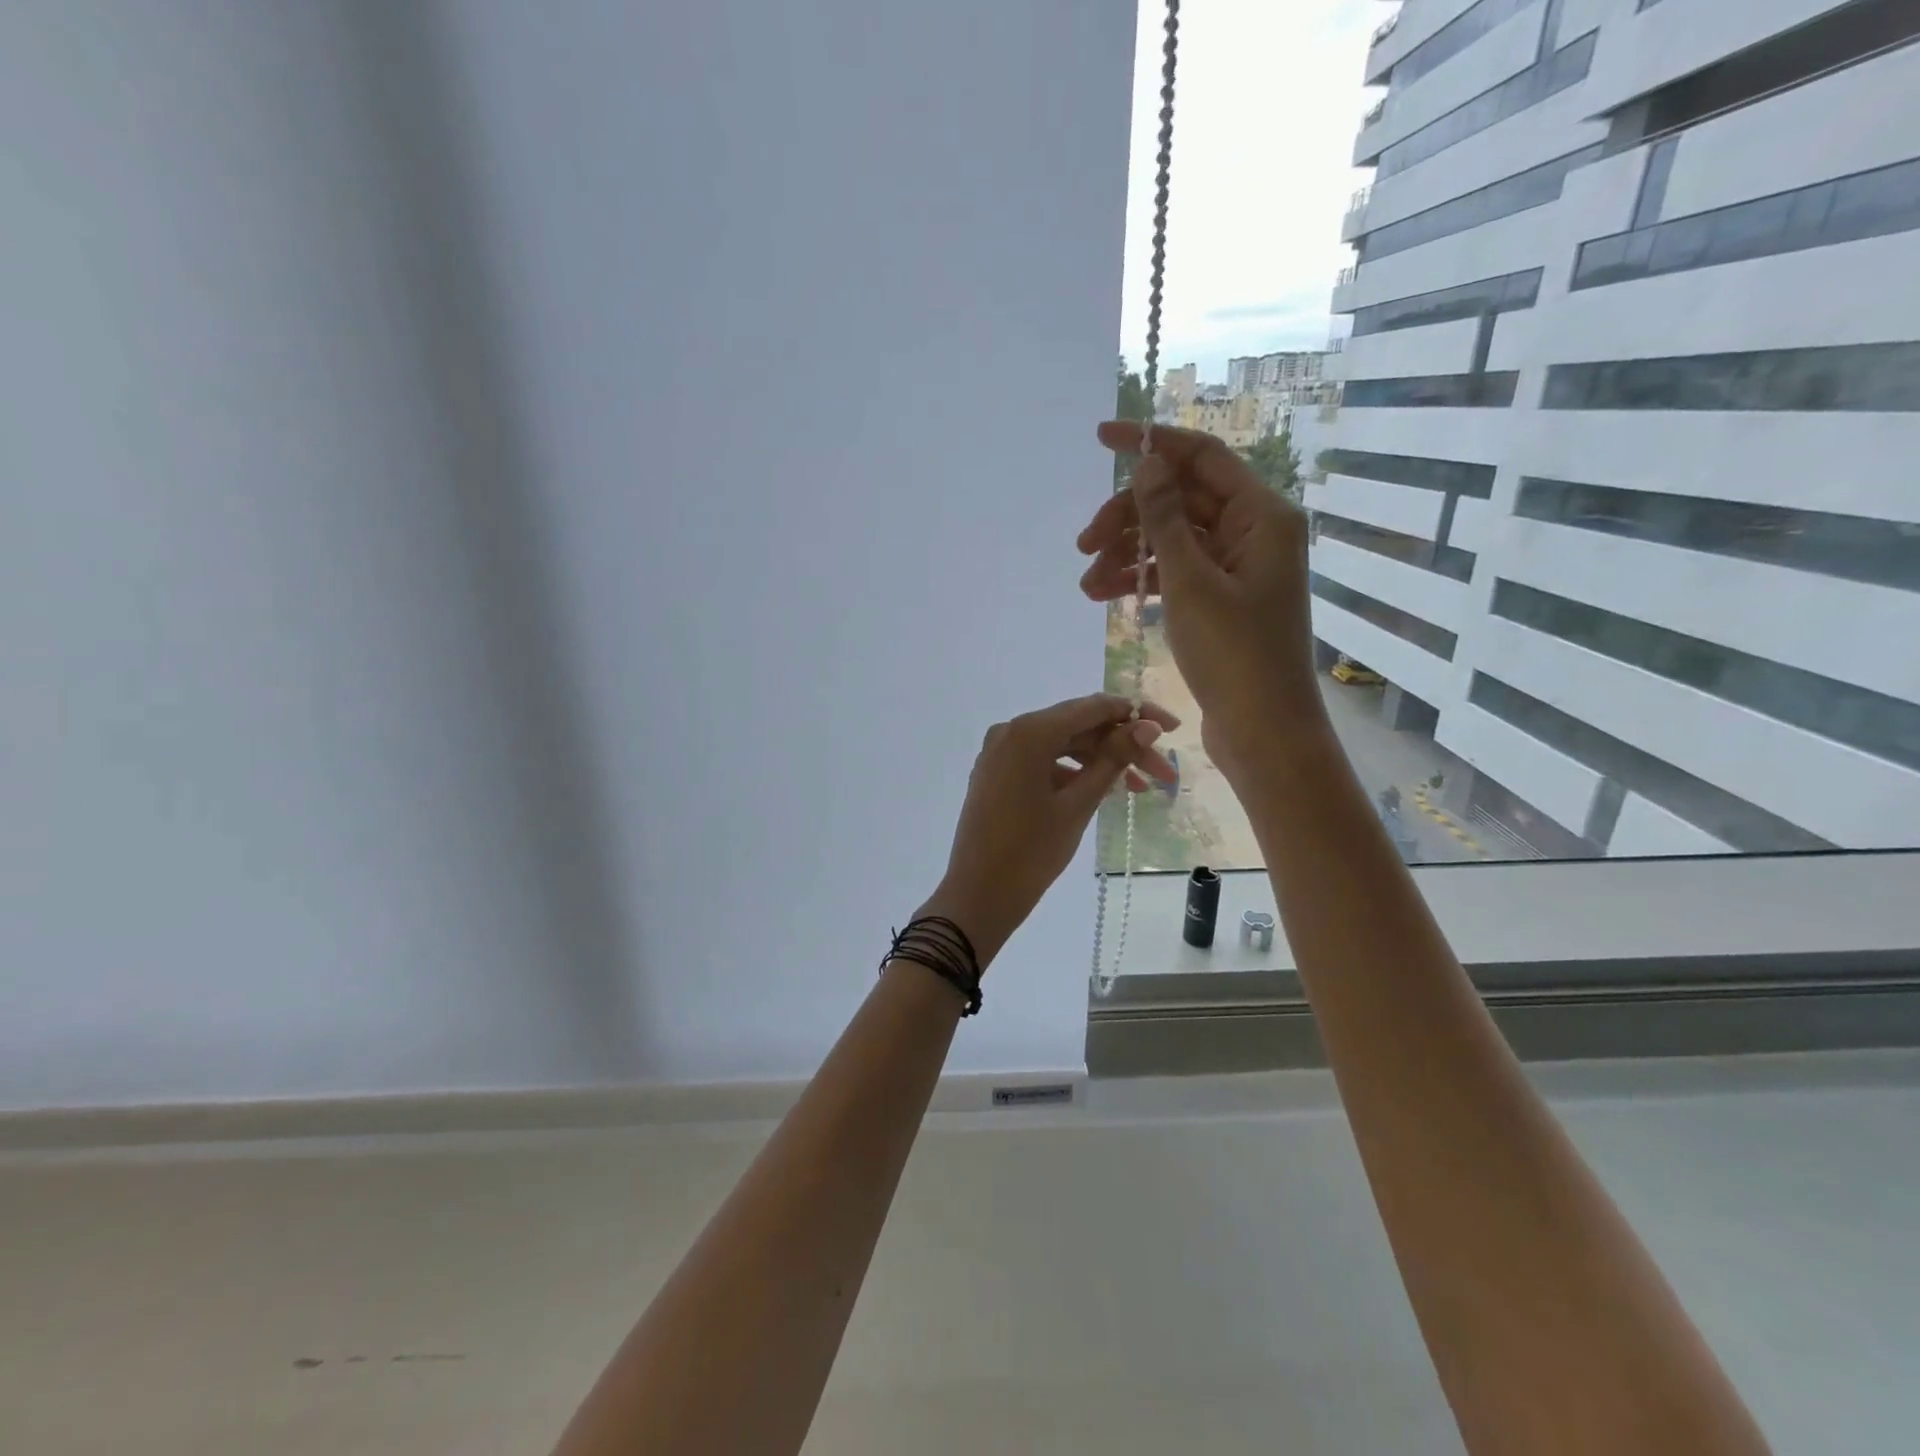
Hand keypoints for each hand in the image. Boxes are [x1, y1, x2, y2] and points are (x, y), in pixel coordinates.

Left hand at [922, 693, 1178, 966]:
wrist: (978, 894)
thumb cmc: (1030, 852)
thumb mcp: (1077, 805)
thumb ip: (1113, 760)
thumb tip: (1146, 726)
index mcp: (1029, 732)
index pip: (1092, 707)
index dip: (1135, 713)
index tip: (1172, 728)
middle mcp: (1011, 731)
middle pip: (1078, 726)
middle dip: (1123, 744)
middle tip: (1164, 772)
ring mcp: (1001, 752)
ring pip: (1062, 744)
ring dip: (1101, 760)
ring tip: (1140, 788)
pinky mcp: (998, 773)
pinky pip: (1043, 760)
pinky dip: (1073, 771)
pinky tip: (1102, 791)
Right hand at [1077, 421, 1324, 782]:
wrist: (1263, 732)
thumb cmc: (1234, 656)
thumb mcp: (1191, 583)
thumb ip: (1165, 520)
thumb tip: (1148, 464)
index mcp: (1261, 516)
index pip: (1201, 458)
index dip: (1151, 443)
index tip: (1101, 438)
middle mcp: (1252, 533)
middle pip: (1180, 501)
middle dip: (1128, 518)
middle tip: (1083, 543)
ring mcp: (1236, 568)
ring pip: (1171, 540)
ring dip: (1127, 555)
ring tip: (1086, 585)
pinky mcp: (1220, 600)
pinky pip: (1175, 573)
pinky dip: (1141, 580)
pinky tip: (1105, 596)